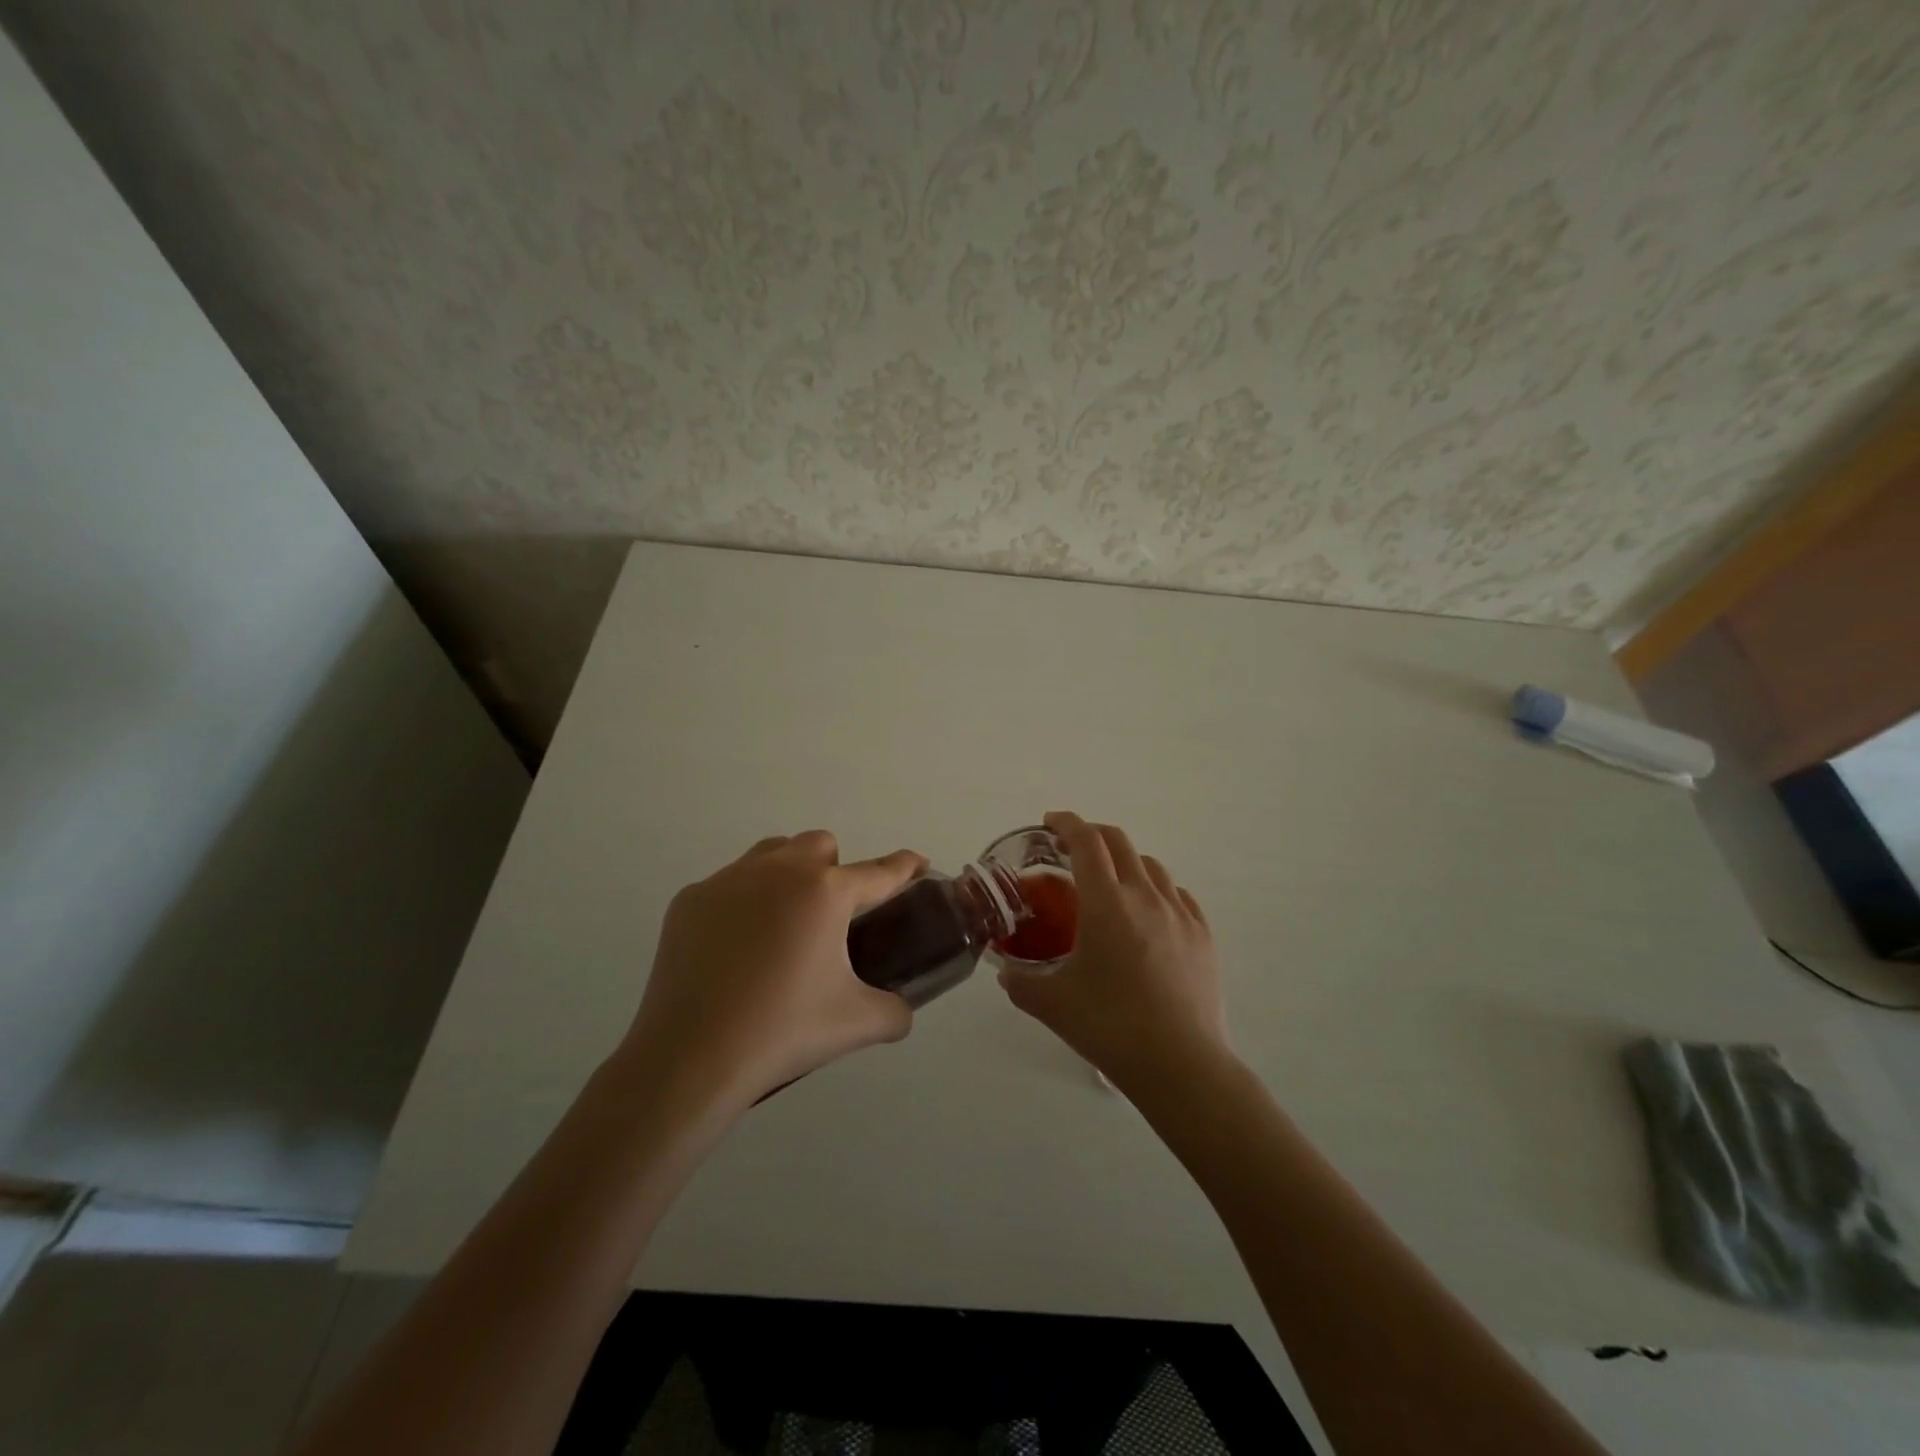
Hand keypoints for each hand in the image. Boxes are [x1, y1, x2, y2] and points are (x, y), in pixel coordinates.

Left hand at [619, 831, 925, 1115]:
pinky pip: (729, 884)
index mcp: (825, 892)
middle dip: (836, 869)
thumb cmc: (783, 1031)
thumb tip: (902, 1010)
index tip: (918, 864)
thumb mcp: (857, 1024)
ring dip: (789, 873)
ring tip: (786, 925)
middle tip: (833, 919)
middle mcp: (778, 870)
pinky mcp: (690, 900)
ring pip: (772, 853)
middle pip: (820, 844)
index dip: (905, 866)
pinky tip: (738, 949)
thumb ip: (895, 1011)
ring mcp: (728, 880)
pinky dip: (744, 903)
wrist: (690, 1059)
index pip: (879, 871)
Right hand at [999, 811, 1228, 1096]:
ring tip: (1109, 885)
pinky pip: (1177, 894)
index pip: (1086, 841)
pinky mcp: (1202, 935)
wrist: (1180, 1064)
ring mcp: (1179, 913)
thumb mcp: (1051, 1004)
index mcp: (1106, 903)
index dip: (1066, 823)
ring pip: (1151, 865)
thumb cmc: (1110, 1027)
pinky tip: (1148, 914)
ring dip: (1124, 862)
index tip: (1050, 822)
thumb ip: (1020, 982)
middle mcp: (1145, 896)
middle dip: (1092, 835)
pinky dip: (1155, 889)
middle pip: (1119, 842)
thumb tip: (1005, 973)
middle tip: (1071, 850)